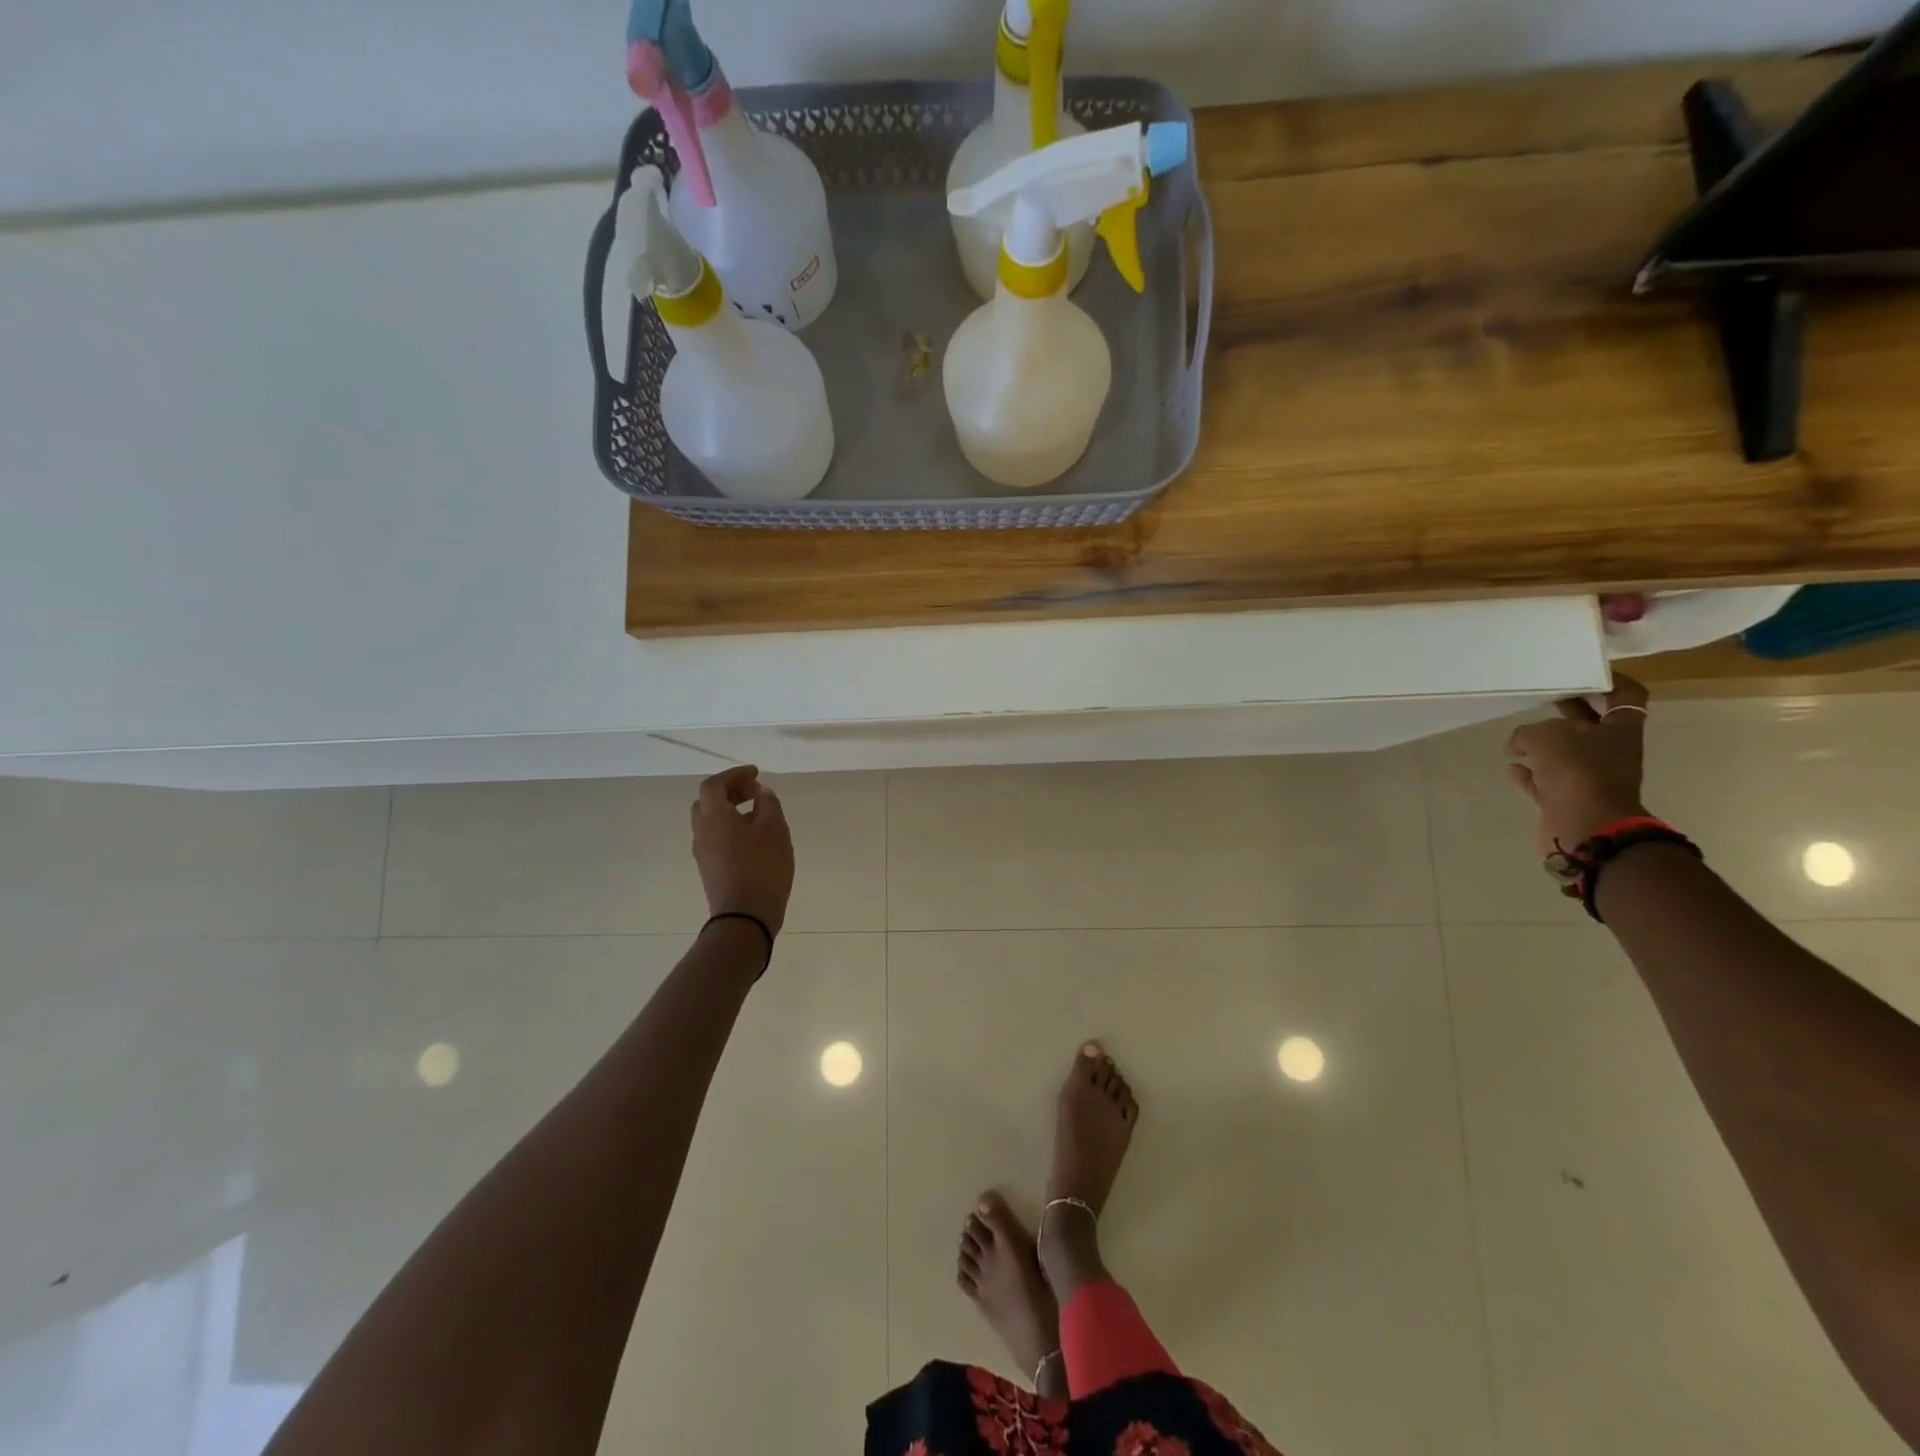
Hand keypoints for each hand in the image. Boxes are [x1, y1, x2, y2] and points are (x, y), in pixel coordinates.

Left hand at [690, 765, 794, 935]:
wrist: (744, 917)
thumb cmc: (762, 867)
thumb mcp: (774, 829)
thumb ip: (768, 803)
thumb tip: (760, 792)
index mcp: (714, 816)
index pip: (714, 785)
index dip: (734, 774)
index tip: (756, 773)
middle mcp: (701, 831)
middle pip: (708, 802)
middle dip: (730, 791)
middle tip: (754, 790)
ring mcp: (703, 852)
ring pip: (710, 821)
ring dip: (730, 810)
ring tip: (757, 813)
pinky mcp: (710, 869)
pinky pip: (715, 837)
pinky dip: (730, 827)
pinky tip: (753, 837)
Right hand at [1504, 676, 1650, 856]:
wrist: (1586, 825)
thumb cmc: (1577, 770)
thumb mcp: (1545, 736)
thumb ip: (1528, 732)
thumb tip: (1519, 744)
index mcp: (1620, 730)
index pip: (1625, 695)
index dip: (1607, 681)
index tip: (1580, 673)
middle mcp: (1609, 751)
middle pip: (1589, 723)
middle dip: (1566, 710)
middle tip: (1539, 697)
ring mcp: (1589, 777)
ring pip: (1564, 753)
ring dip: (1542, 744)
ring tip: (1516, 737)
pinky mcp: (1567, 798)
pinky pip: (1545, 780)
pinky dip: (1529, 773)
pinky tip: (1512, 766)